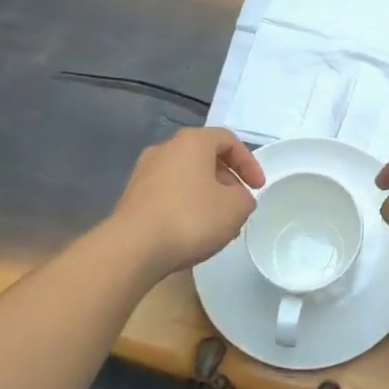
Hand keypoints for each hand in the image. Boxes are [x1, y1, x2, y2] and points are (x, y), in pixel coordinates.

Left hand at [107, 128, 264, 280]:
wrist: (132, 248)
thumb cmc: (191, 218)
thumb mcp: (235, 208)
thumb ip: (245, 198)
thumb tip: (236, 198)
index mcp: (192, 142)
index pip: (228, 140)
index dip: (249, 162)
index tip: (258, 188)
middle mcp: (165, 149)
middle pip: (205, 157)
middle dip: (226, 180)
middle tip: (237, 205)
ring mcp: (144, 172)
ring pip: (185, 176)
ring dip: (205, 194)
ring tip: (216, 223)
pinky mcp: (131, 197)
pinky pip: (167, 193)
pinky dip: (184, 205)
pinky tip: (191, 231)